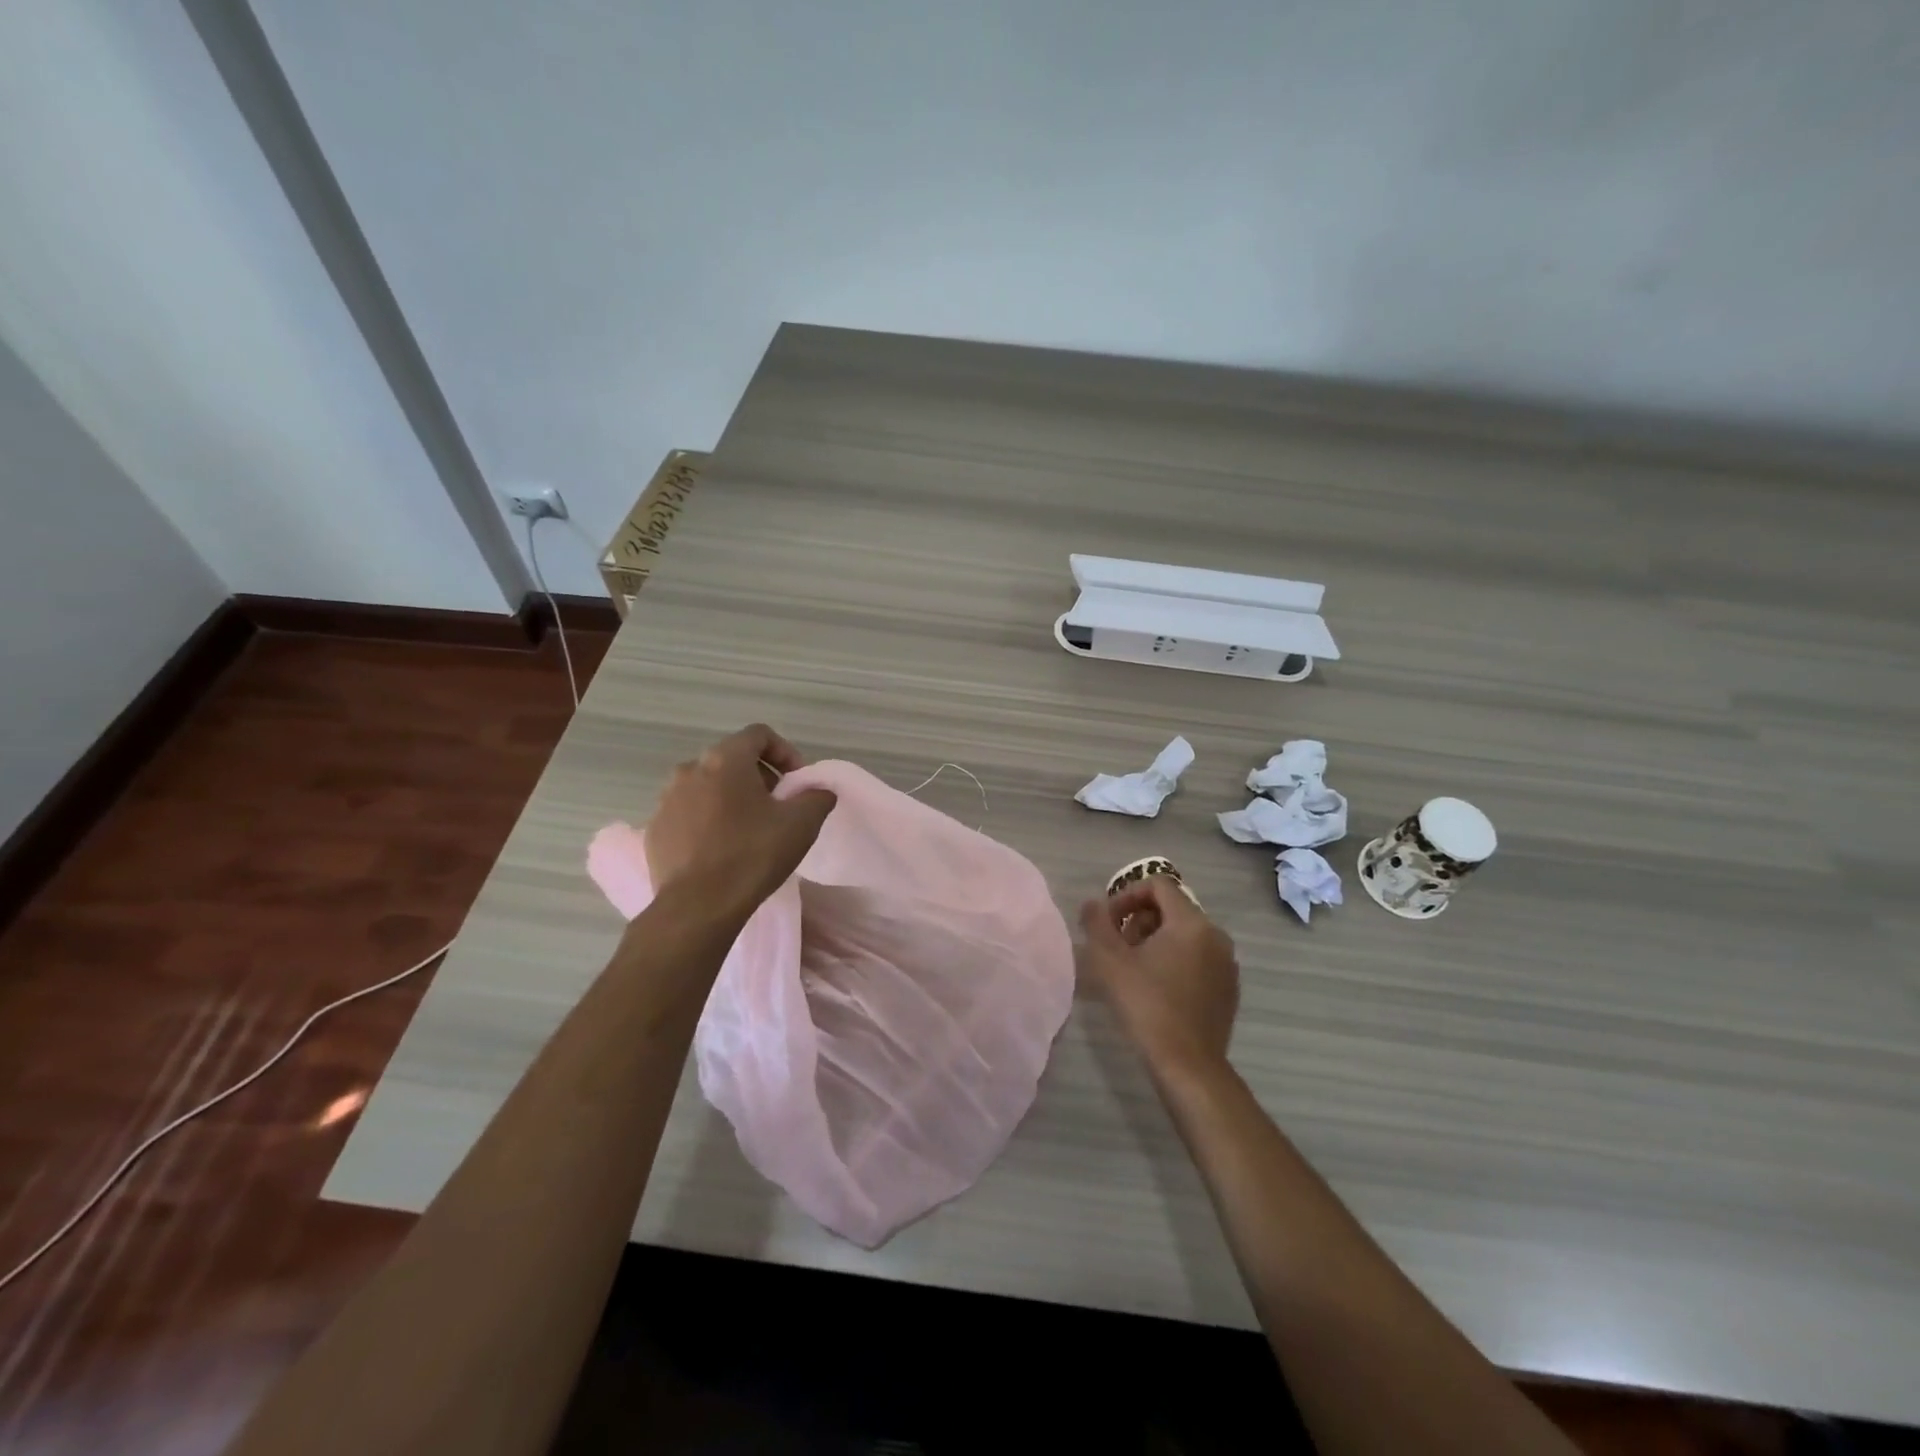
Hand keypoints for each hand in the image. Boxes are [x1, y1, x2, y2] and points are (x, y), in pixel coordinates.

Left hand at [644, 724, 836, 917]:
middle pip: (731, 759)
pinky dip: (707, 821)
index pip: (759, 735)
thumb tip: (819, 791)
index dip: (785, 752)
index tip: (797, 782)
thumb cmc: (753, 855)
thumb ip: (817, 796)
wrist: (698, 907)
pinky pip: (688, 813)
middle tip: (777, 806)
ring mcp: (666, 800)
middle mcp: (690, 770)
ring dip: (731, 798)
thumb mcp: (802, 823)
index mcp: (725, 760)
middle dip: (759, 777)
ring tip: (748, 829)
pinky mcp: (655, 829)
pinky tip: (721, 850)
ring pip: (707, 786)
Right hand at [1080, 876, 1239, 1078]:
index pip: (1158, 885)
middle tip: (1118, 948)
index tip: (1109, 922)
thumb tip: (1092, 904)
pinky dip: (1176, 960)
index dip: (1127, 896)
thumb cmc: (1146, 1006)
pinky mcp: (1229, 988)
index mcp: (1191, 922)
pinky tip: (1157, 988)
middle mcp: (1216, 935)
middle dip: (1139, 920)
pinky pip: (1199, 957)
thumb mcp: (1110, 962)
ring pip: (1185, 934)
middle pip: (1172, 908)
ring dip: (1155, 940)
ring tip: (1134, 969)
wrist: (1188, 1065)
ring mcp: (1227, 963)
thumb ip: (1097, 924)